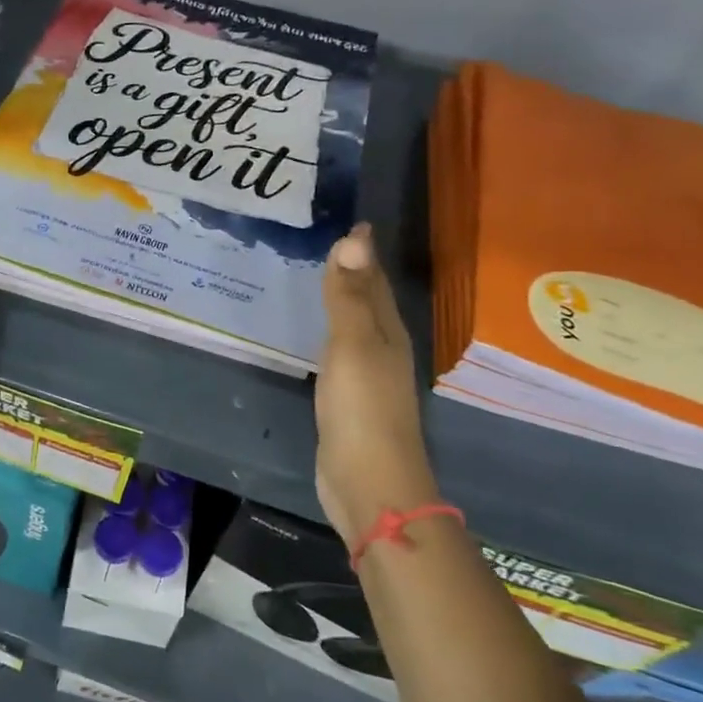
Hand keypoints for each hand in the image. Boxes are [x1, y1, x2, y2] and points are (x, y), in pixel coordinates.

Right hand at [315, 222, 438, 547]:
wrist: (368, 482)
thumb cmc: (362, 408)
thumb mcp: (352, 344)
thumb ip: (348, 295)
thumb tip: (355, 235)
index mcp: (387, 332)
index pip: (375, 280)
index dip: (363, 251)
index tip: (350, 219)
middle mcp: (383, 349)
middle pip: (369, 301)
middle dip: (354, 271)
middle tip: (327, 240)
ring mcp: (367, 378)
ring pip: (355, 327)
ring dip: (341, 302)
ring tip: (317, 278)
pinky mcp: (349, 401)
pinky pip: (338, 353)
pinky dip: (328, 334)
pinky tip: (315, 335)